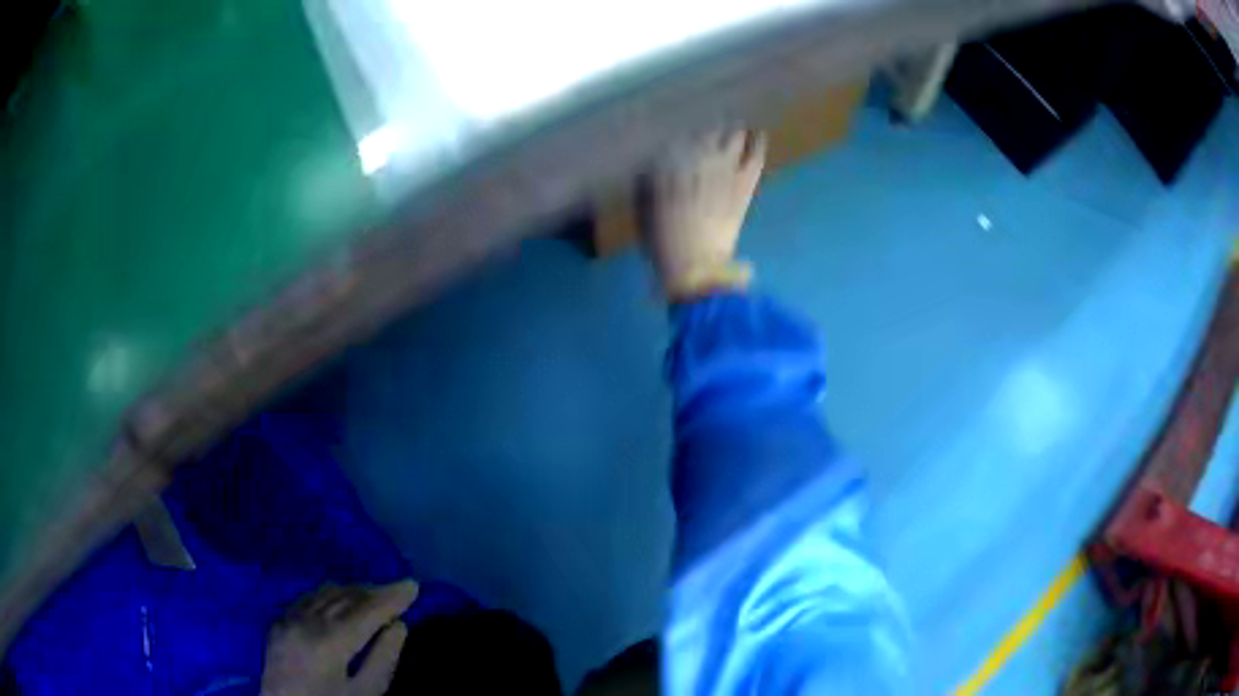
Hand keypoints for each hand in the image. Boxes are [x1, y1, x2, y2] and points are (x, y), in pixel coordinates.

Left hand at [260, 580, 418, 695]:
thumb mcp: (365, 694)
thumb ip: (383, 660)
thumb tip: (398, 626)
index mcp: (329, 642)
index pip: (367, 611)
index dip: (392, 598)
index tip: (413, 585)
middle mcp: (306, 622)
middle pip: (346, 598)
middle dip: (375, 592)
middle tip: (399, 590)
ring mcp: (288, 620)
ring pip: (325, 594)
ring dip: (353, 591)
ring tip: (376, 594)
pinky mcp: (278, 623)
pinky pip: (307, 600)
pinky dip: (329, 596)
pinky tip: (341, 600)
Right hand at [646, 128, 766, 299]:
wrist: (696, 267)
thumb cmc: (662, 242)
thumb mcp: (643, 211)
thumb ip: (646, 183)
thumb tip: (649, 165)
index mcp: (669, 164)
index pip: (677, 137)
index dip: (680, 131)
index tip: (680, 128)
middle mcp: (697, 160)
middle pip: (705, 132)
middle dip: (707, 126)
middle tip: (709, 123)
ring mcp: (724, 171)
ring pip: (730, 138)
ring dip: (731, 129)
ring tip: (733, 123)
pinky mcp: (744, 186)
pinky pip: (754, 158)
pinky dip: (757, 145)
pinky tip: (759, 135)